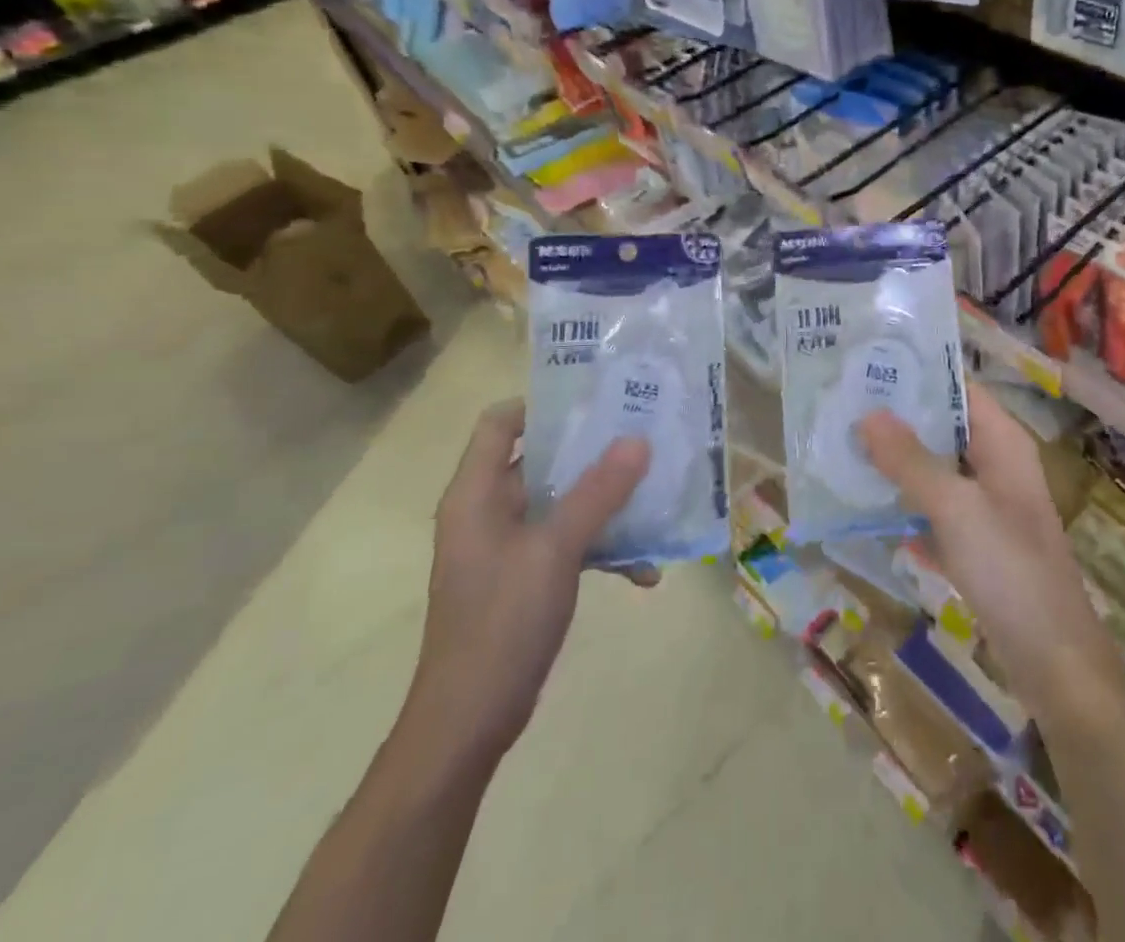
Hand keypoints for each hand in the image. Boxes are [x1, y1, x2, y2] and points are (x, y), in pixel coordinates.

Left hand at [406, 400, 653, 761]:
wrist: (468, 724)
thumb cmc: (501, 624)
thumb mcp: (555, 551)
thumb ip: (597, 492)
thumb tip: (638, 439)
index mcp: (476, 494)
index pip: (500, 422)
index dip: (544, 404)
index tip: (599, 400)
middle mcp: (488, 512)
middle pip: (540, 459)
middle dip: (593, 450)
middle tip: (644, 436)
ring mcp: (507, 547)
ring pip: (561, 502)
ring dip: (606, 502)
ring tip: (656, 495)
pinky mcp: (525, 578)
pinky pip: (568, 543)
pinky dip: (602, 548)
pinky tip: (644, 570)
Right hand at [856, 386, 1121, 719]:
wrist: (1053, 661)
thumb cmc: (1009, 569)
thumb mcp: (955, 508)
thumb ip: (910, 461)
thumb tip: (867, 414)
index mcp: (1003, 442)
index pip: (959, 388)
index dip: (918, 375)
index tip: (868, 366)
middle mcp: (997, 465)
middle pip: (944, 428)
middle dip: (899, 420)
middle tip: (843, 407)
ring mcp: (988, 506)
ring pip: (936, 471)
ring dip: (898, 464)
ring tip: (844, 449)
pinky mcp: (978, 543)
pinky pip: (936, 511)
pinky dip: (908, 506)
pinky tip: (868, 508)